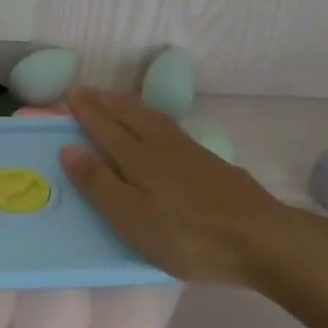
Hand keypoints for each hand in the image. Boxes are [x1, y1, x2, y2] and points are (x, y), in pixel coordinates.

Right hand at [60, 88, 309, 286]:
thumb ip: (100, 184)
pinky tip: (160, 126)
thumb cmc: (187, 236)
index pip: (105, 128)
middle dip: (106, 101)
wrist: (258, 237)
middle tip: (87, 90)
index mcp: (138, 160)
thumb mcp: (133, 218)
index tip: (69, 92)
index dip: (86, 111)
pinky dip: (153, 117)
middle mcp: (162, 147)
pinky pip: (171, 127)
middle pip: (130, 115)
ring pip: (153, 118)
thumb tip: (68, 147)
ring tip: (117, 99)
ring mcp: (190, 152)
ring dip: (130, 105)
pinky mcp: (210, 163)